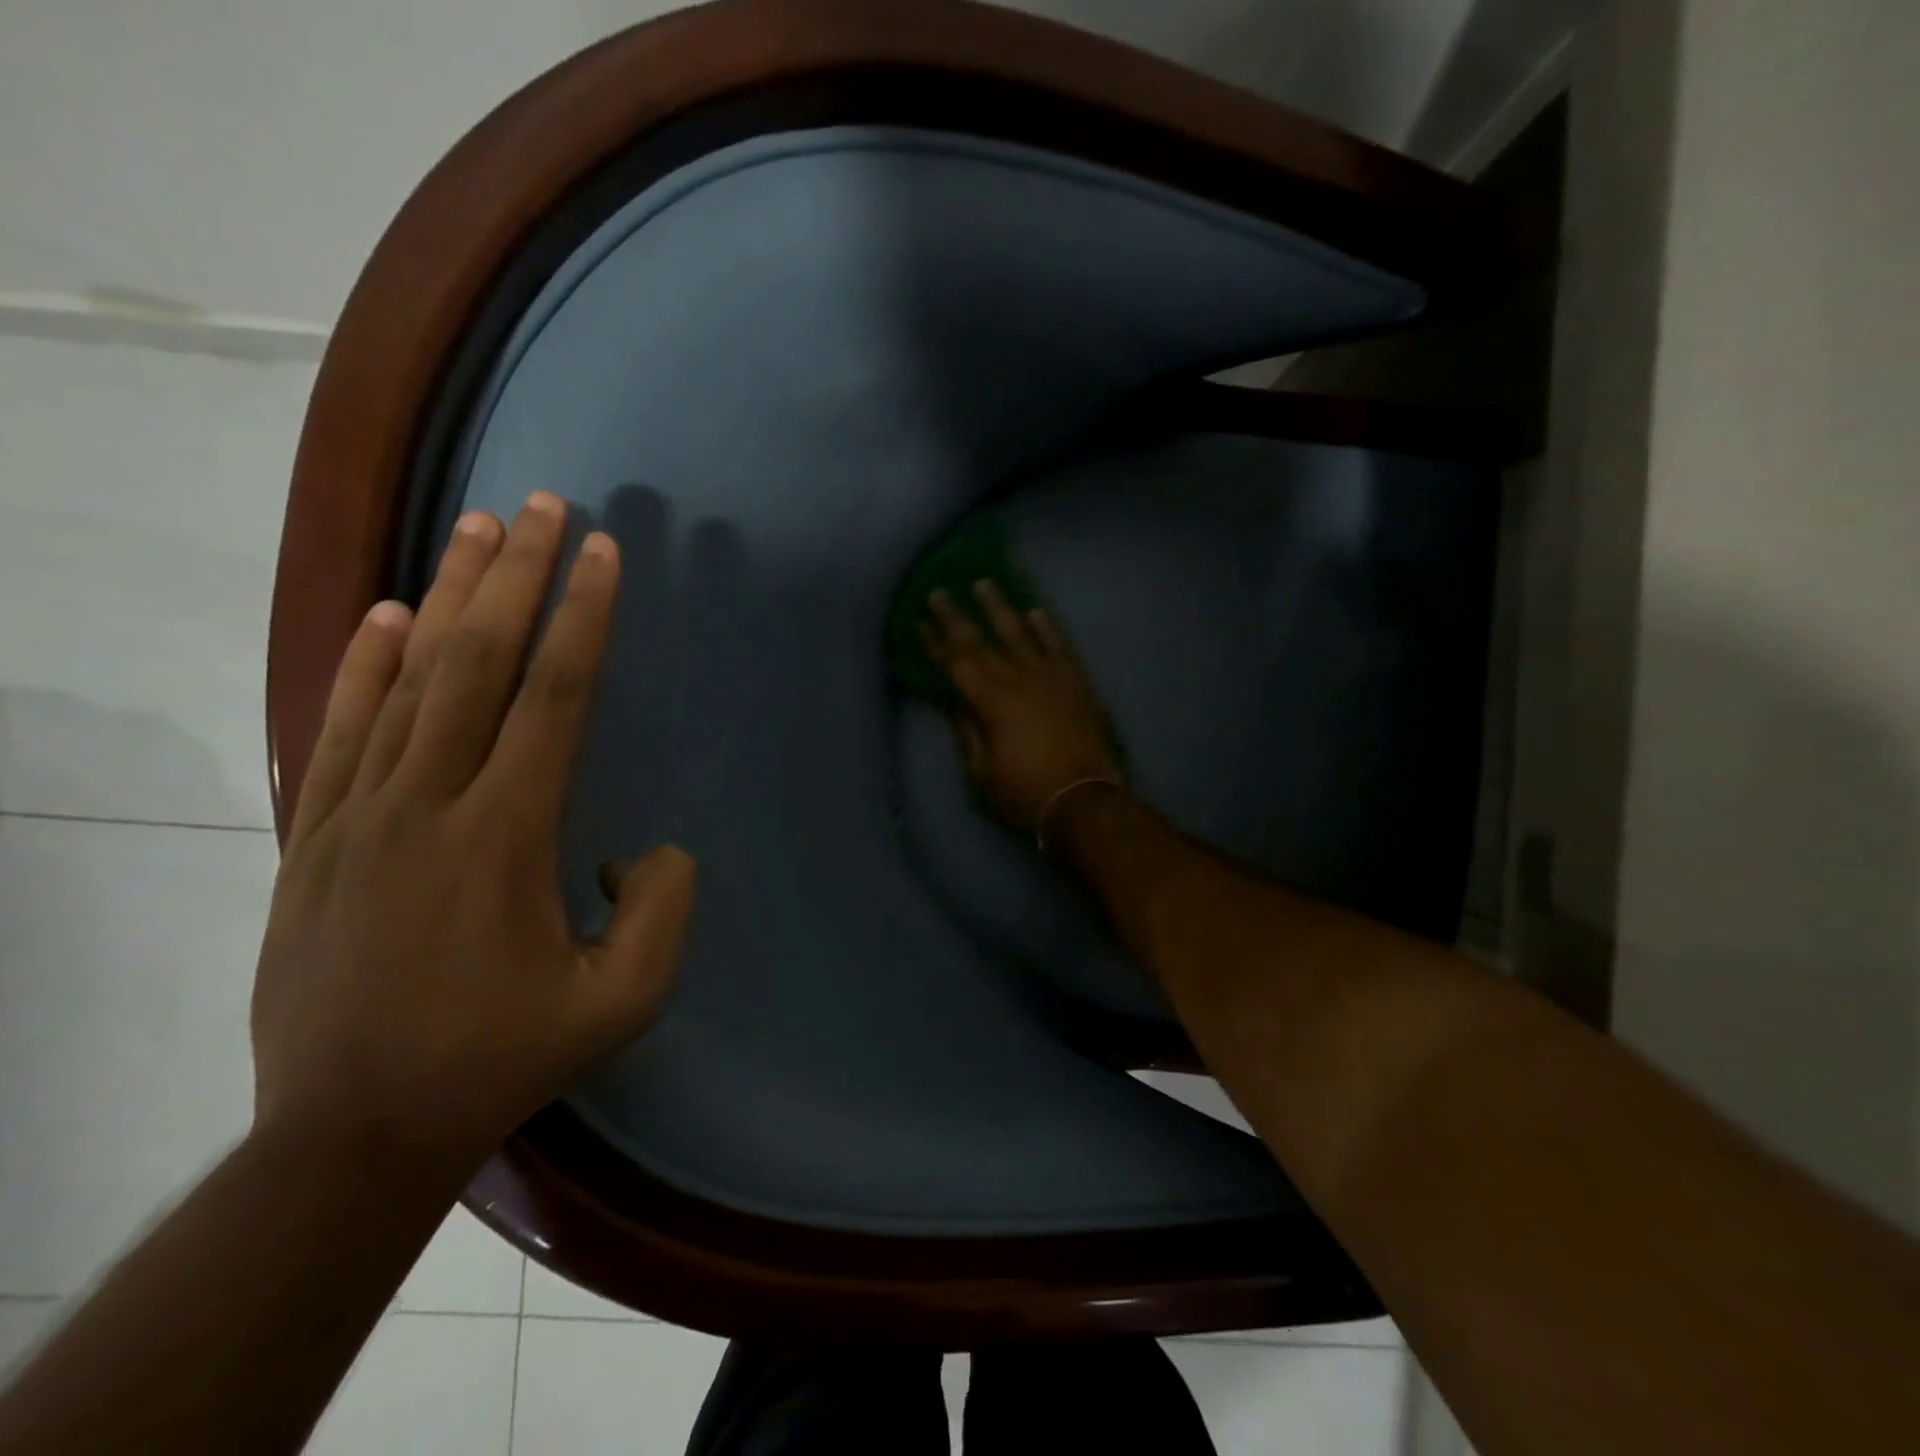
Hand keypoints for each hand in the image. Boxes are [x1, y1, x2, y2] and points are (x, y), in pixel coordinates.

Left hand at [252, 491, 695, 1165]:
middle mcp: (429, 803)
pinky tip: (388, 615)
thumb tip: (646, 849)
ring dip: (450, 596)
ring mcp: (359, 815)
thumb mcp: (623, 1001)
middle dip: (516, 576)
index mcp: (506, 835)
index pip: (553, 697)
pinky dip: (366, 663)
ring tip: (476, 530)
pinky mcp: (316, 838)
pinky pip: (342, 728)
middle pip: (477, 663)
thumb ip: (663, 910)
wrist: (351, 1132)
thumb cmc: (502, 1058)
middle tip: (540, 504)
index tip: (602, 554)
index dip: (583, 618)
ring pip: (408, 680)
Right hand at [922, 580, 1125, 835]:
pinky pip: (1060, 645)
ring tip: (985, 583)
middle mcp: (1019, 678)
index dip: (934, 642)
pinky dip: (1047, 627)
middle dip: (957, 615)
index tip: (918, 620)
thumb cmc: (1025, 792)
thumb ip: (966, 730)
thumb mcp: (981, 771)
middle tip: (939, 590)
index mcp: (990, 700)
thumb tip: (951, 701)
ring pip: (1021, 632)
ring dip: (1000, 607)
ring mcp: (1051, 676)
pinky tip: (1036, 611)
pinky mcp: (1078, 682)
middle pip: (982, 639)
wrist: (1086, 800)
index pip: (955, 663)